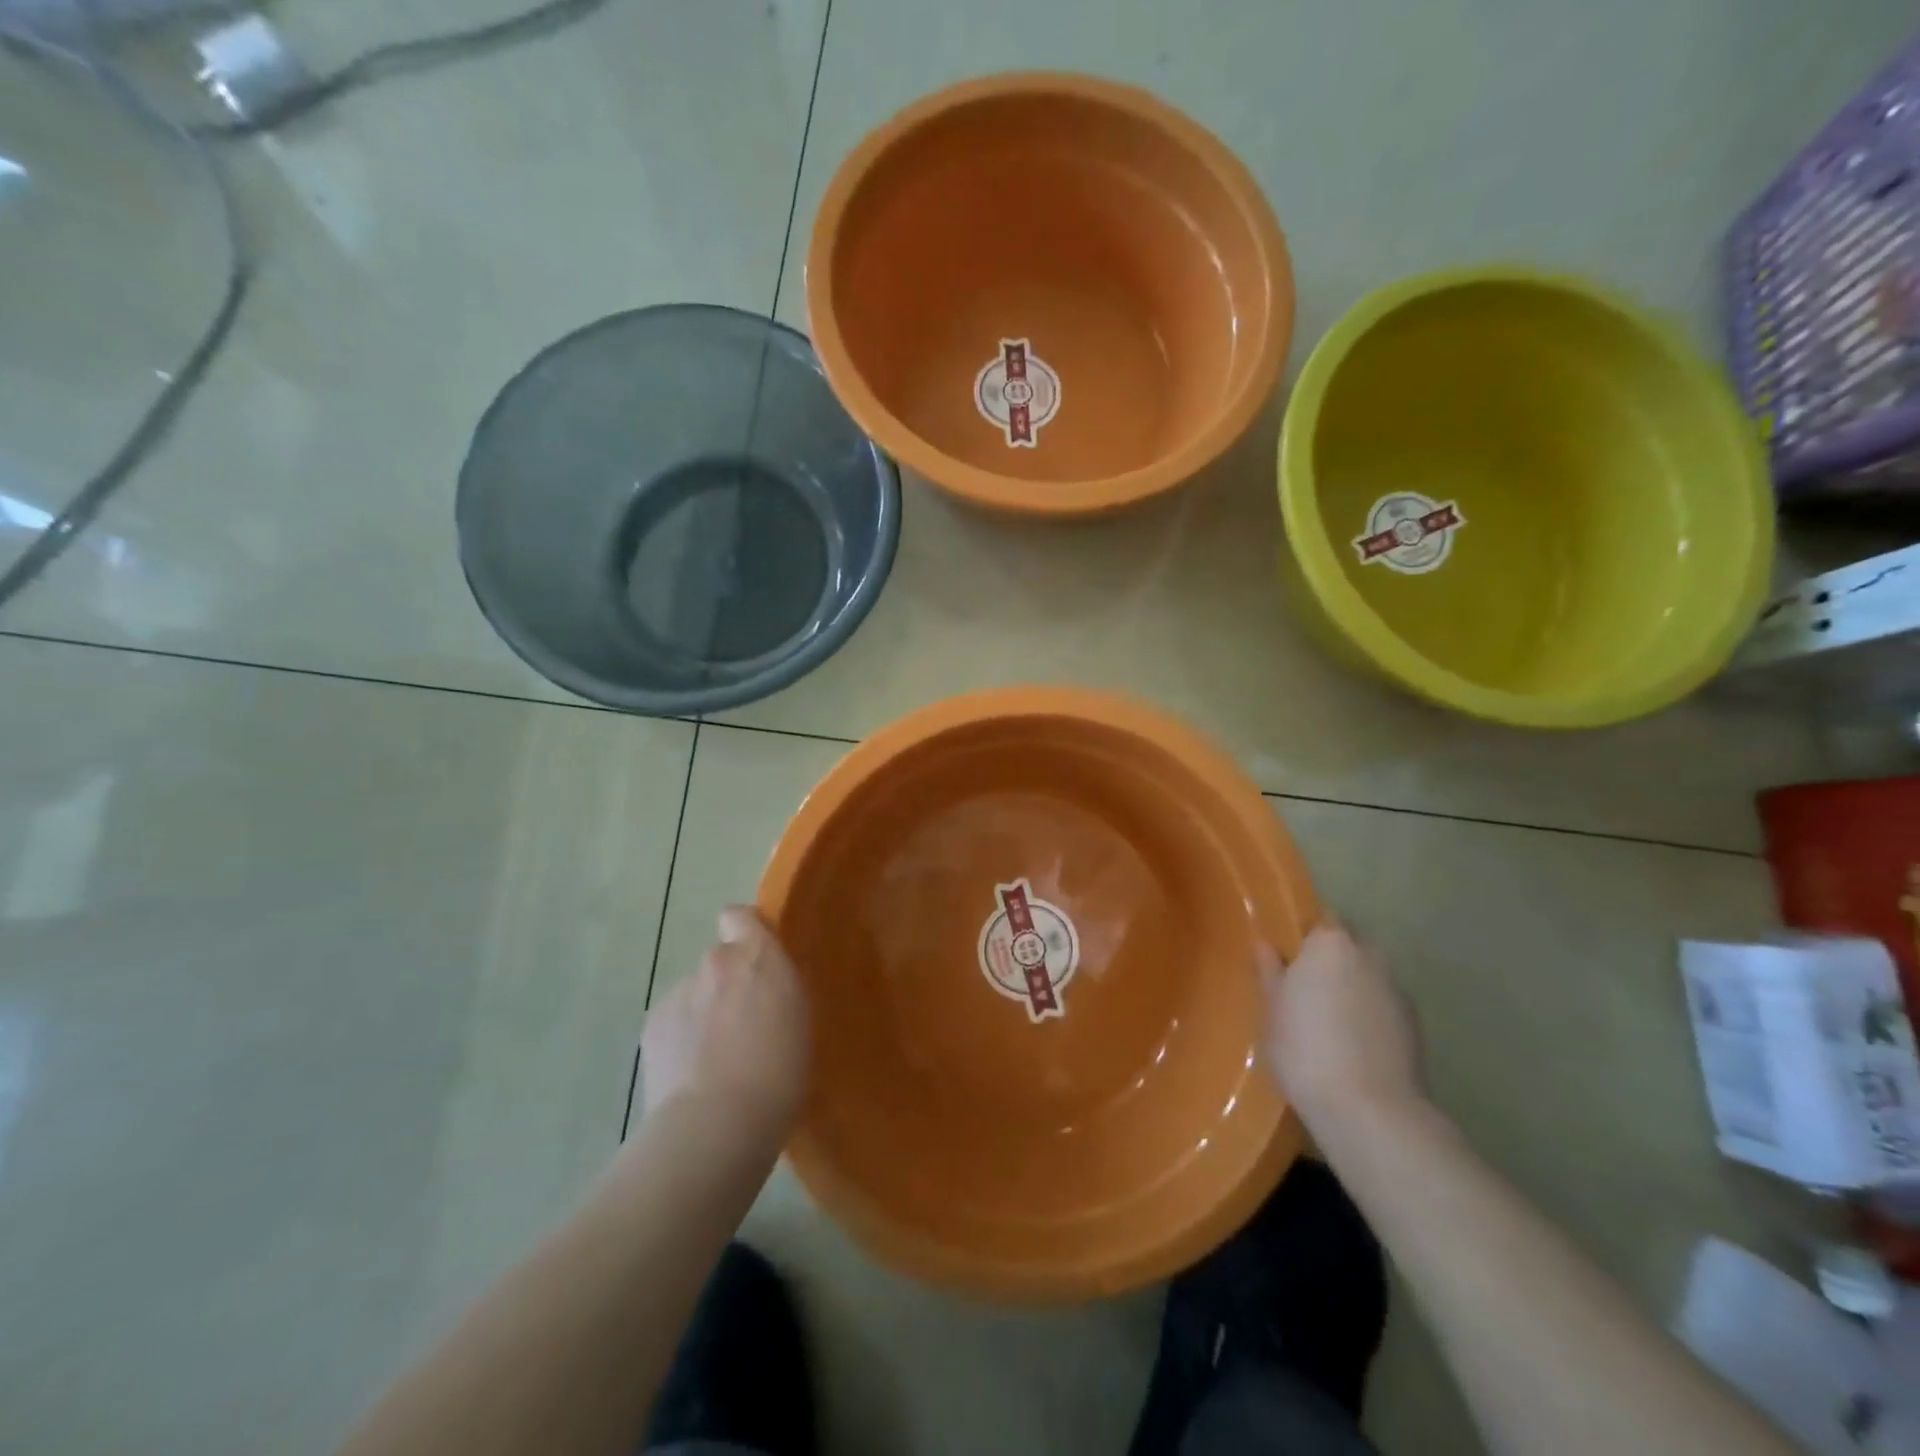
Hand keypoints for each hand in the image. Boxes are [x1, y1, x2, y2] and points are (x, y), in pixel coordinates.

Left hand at [640, 907, 810, 1137]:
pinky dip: (681, 1040)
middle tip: (743, 1025)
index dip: (744, 932)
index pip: (739, 916)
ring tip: (715, 1061)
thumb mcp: (800, 1021)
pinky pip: (673, 1022)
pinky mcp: (652, 1026)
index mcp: (758, 957)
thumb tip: (764, 992)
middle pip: (719, 961)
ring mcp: (679, 993)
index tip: (756, 960)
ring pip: (694, 994)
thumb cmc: (779, 1073)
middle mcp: (716, 963)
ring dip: (704, 1013)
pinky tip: (690, 1076)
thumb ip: (779, 990)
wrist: (715, 1125)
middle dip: (727, 984)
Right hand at [1257, 920, 1423, 1133]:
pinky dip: (1370, 1013)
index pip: (1323, 919)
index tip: (1290, 953)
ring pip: (1370, 975)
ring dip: (1353, 986)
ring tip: (1330, 1018)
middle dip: (1333, 958)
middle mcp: (1369, 956)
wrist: (1369, 1110)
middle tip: (1306, 985)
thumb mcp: (1271, 1009)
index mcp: (1330, 944)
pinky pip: (1384, 1005)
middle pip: (1350, 944)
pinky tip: (1353, 1043)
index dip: (1307, 934)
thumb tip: (1265, 944)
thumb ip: (1269, 971)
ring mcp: (1397, 991)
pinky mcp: (1415, 1026)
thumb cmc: (1304, 1048)